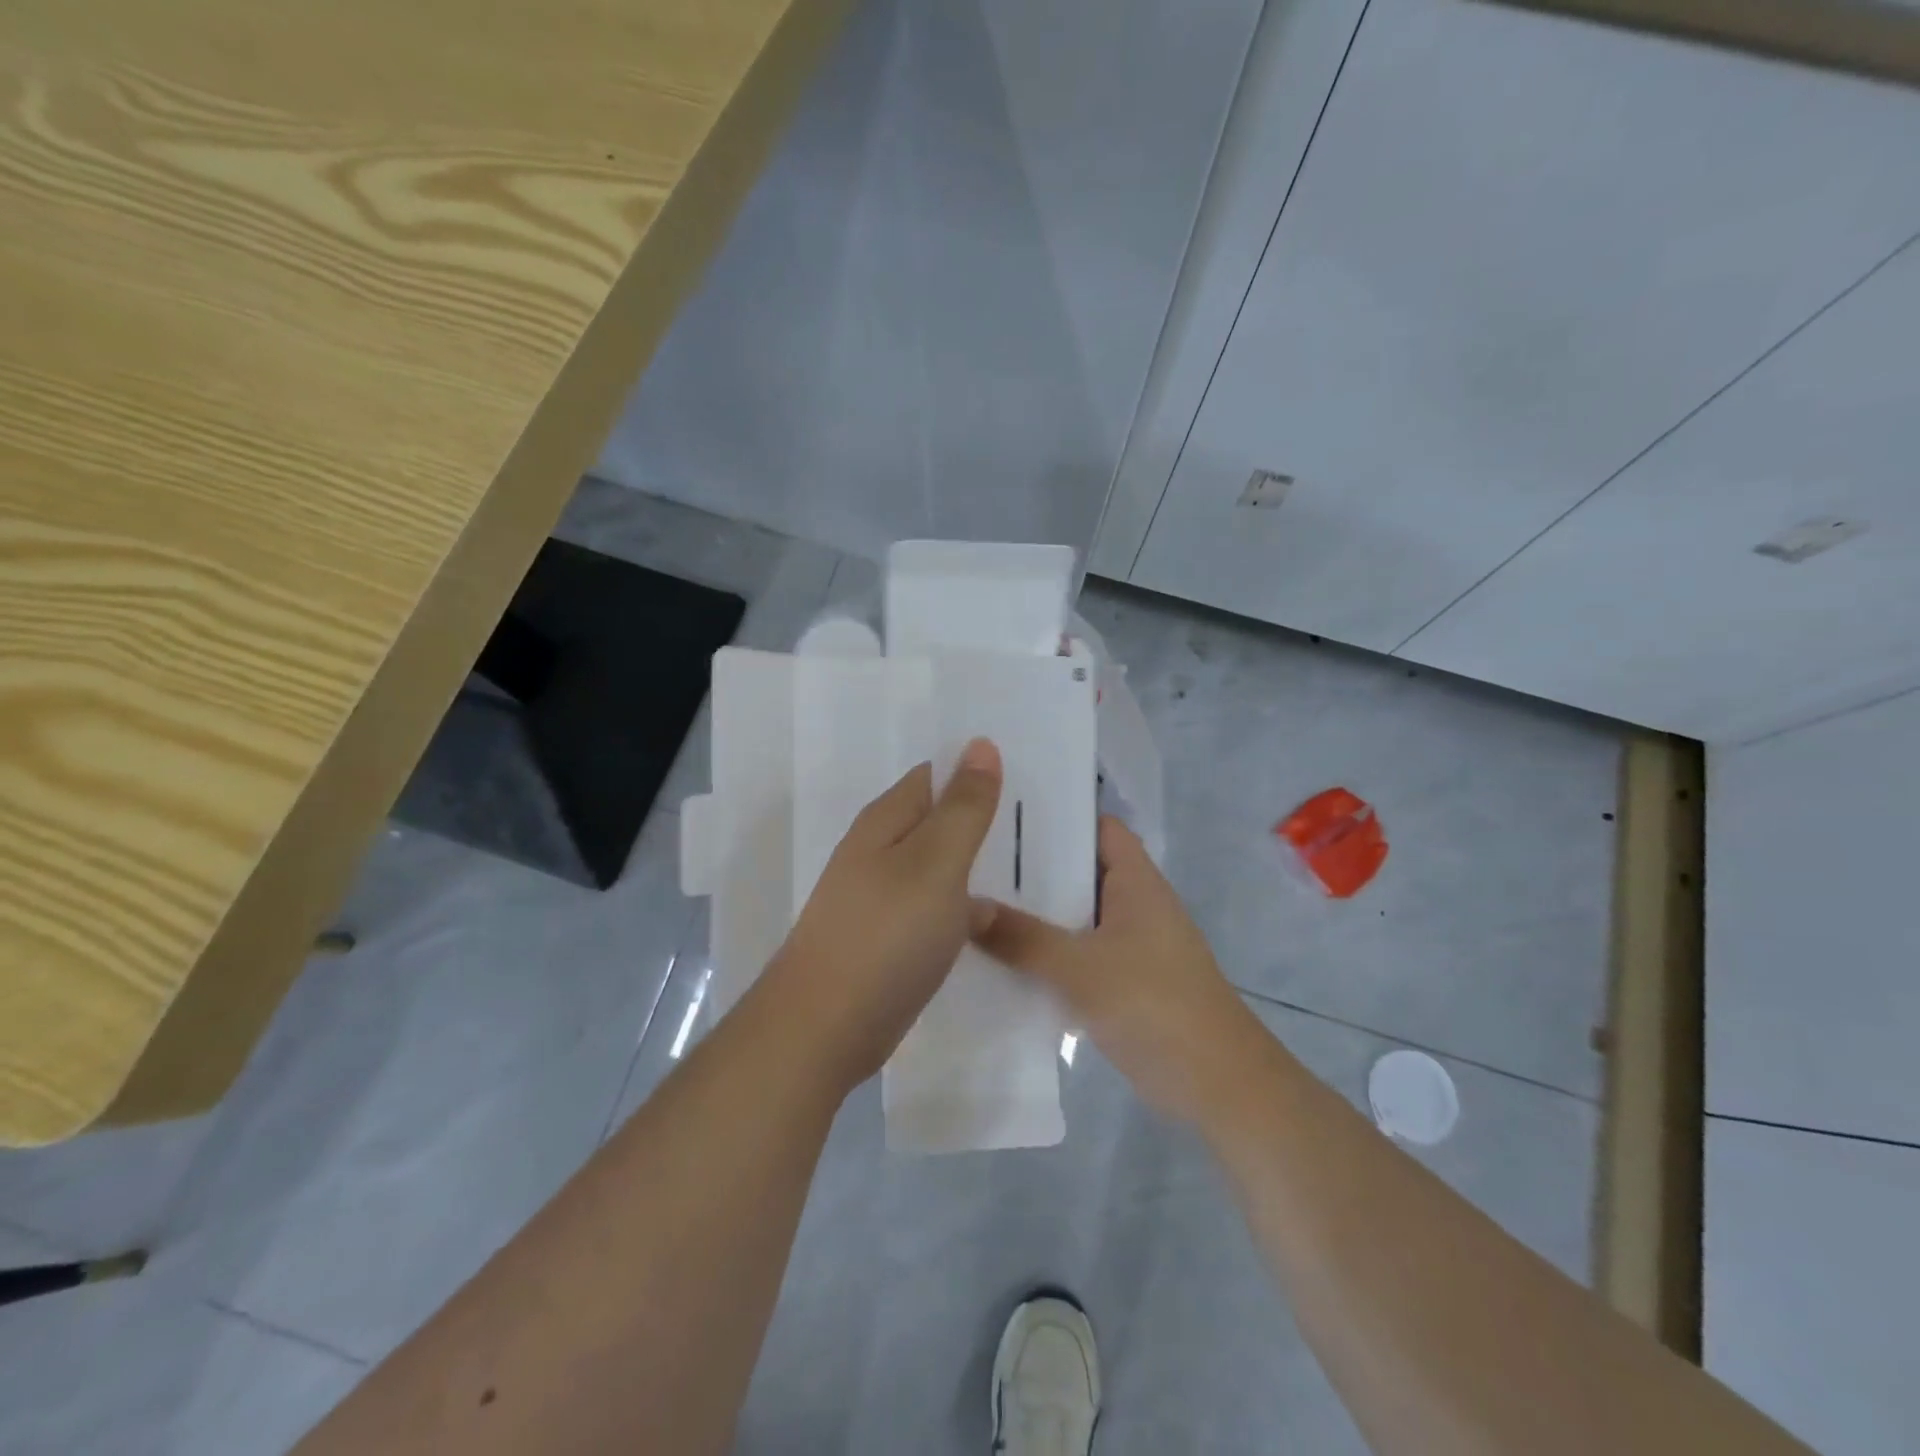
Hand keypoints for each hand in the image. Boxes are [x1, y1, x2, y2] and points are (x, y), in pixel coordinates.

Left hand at [760, 738, 1003, 1093]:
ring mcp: (883, 899)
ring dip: (978, 866)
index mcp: (887, 821)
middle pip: (939, 821)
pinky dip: (966, 908)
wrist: (825, 1028)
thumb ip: (963, 807)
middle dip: (983, 820)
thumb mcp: (935, 862)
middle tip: (1043, 823)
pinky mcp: (891, 941)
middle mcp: (880, 853)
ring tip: (1036, 867)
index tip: (1029, 778)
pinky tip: (1001, 919)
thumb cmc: (886, 935)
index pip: (935, 776)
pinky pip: (937, 910)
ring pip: (941, 868)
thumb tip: (980, 744)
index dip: (977, 771)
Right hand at [974, 815, 1264, 1124]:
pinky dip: (1047, 953)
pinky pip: (1076, 953)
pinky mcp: (1123, 981)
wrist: (1215, 1083)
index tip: (1005, 815)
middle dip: (1032, 868)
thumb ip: (1023, 938)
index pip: (1097, 827)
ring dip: (1035, 914)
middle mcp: (1134, 904)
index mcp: (1136, 882)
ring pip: (1074, 916)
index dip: (1058, 816)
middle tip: (974, 861)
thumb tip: (964, 906)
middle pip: (1079, 871)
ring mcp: (1130, 944)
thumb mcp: (1080, 968)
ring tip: (975, 904)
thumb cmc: (1154, 1004)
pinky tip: (1001, 959)